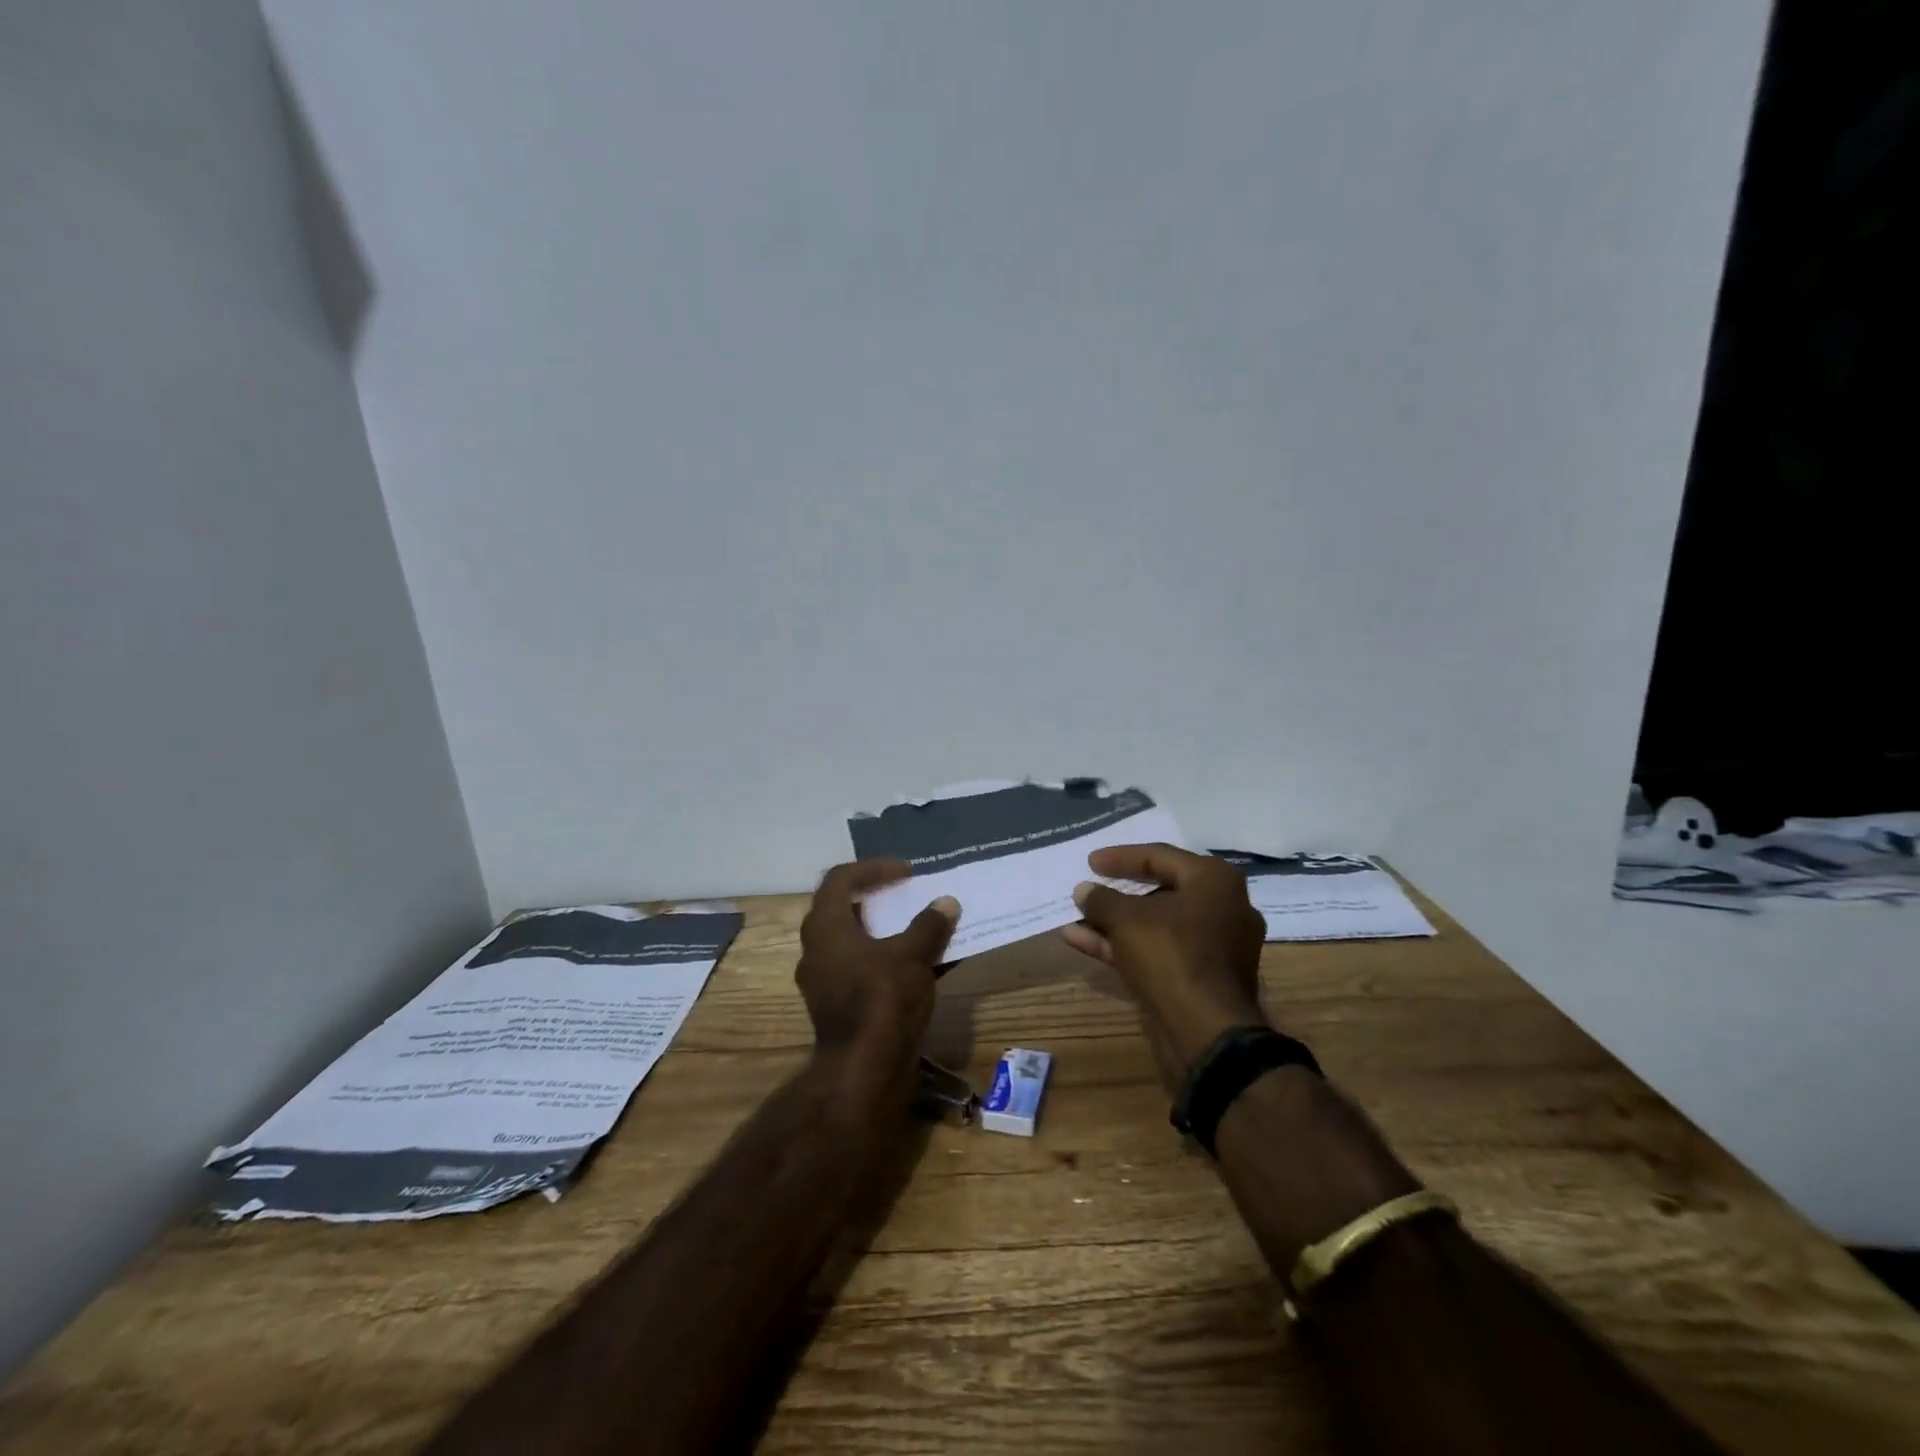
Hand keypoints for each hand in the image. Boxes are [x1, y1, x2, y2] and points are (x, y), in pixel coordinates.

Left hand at [797, 860, 958, 1081]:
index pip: (840, 879)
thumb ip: (929, 926)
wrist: (864, 1072)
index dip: (873, 868)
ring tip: (924, 928)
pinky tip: (930, 966)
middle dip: (880, 900)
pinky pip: (869, 971)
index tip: (906, 872)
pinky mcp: (843, 1007)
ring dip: (890, 933)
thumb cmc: (881, 999)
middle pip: (846, 911)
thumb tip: (947, 903)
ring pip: (859, 943)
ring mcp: (829, 982)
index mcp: (826, 928)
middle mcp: (819, 951)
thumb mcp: (911, 955)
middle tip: (909, 896)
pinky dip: (895, 962)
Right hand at [1060, 843, 1267, 1092]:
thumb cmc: (1171, 954)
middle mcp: (1223, 907)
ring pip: (1156, 925)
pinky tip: (1082, 942)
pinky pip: (1160, 950)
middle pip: (1160, 891)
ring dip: (1114, 923)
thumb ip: (1101, 899)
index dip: (1120, 857)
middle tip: (1089, 889)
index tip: (1090, 862)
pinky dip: (1125, 945)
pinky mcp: (1202, 977)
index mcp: (1214, 880)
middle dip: (1117, 894)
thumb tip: (1084, 890)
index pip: (1160, 855)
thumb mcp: (1126, 919)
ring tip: (1075, 918)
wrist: (1206, 1031)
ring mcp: (1215, 946)